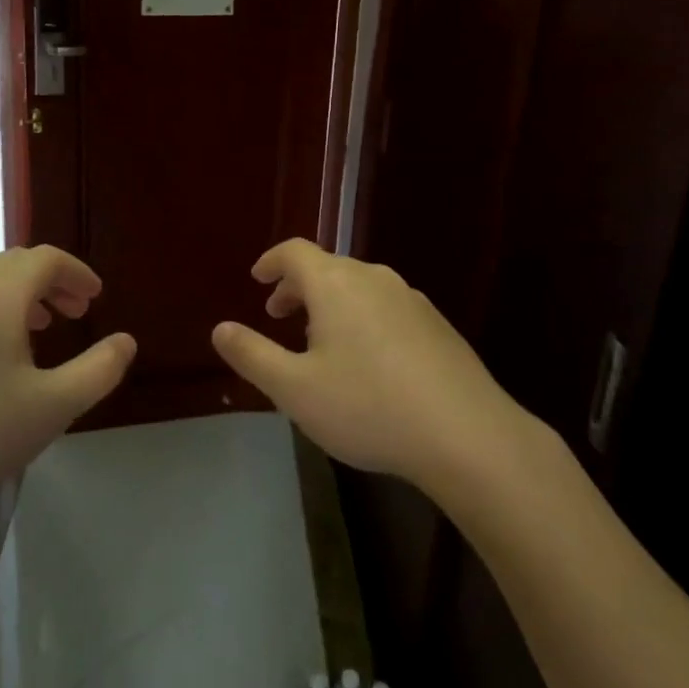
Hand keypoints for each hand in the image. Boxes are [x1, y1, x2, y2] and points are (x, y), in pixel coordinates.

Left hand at [0, 247, 135, 516]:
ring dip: (17, 296)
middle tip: (73, 314)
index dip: (77, 273)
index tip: (95, 297)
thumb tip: (126, 341)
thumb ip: (98, 371)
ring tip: (35, 330)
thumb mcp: (50, 408)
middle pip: (15, 264)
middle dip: (50, 283)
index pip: (47, 259)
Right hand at [211, 239, 524, 485]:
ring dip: (331, 303)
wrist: (467, 435)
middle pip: (327, 267)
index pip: (295, 252)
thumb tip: (221, 328)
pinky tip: (368, 360)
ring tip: (320, 340)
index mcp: (335, 284)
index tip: (257, 279)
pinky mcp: (437, 325)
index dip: (271, 261)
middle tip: (279, 314)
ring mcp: (411, 299)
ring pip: (359, 287)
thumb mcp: (294, 389)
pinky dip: (362, 317)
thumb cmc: (368, 407)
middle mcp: (373, 278)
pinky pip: (386, 306)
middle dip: (298, 286)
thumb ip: (252, 355)